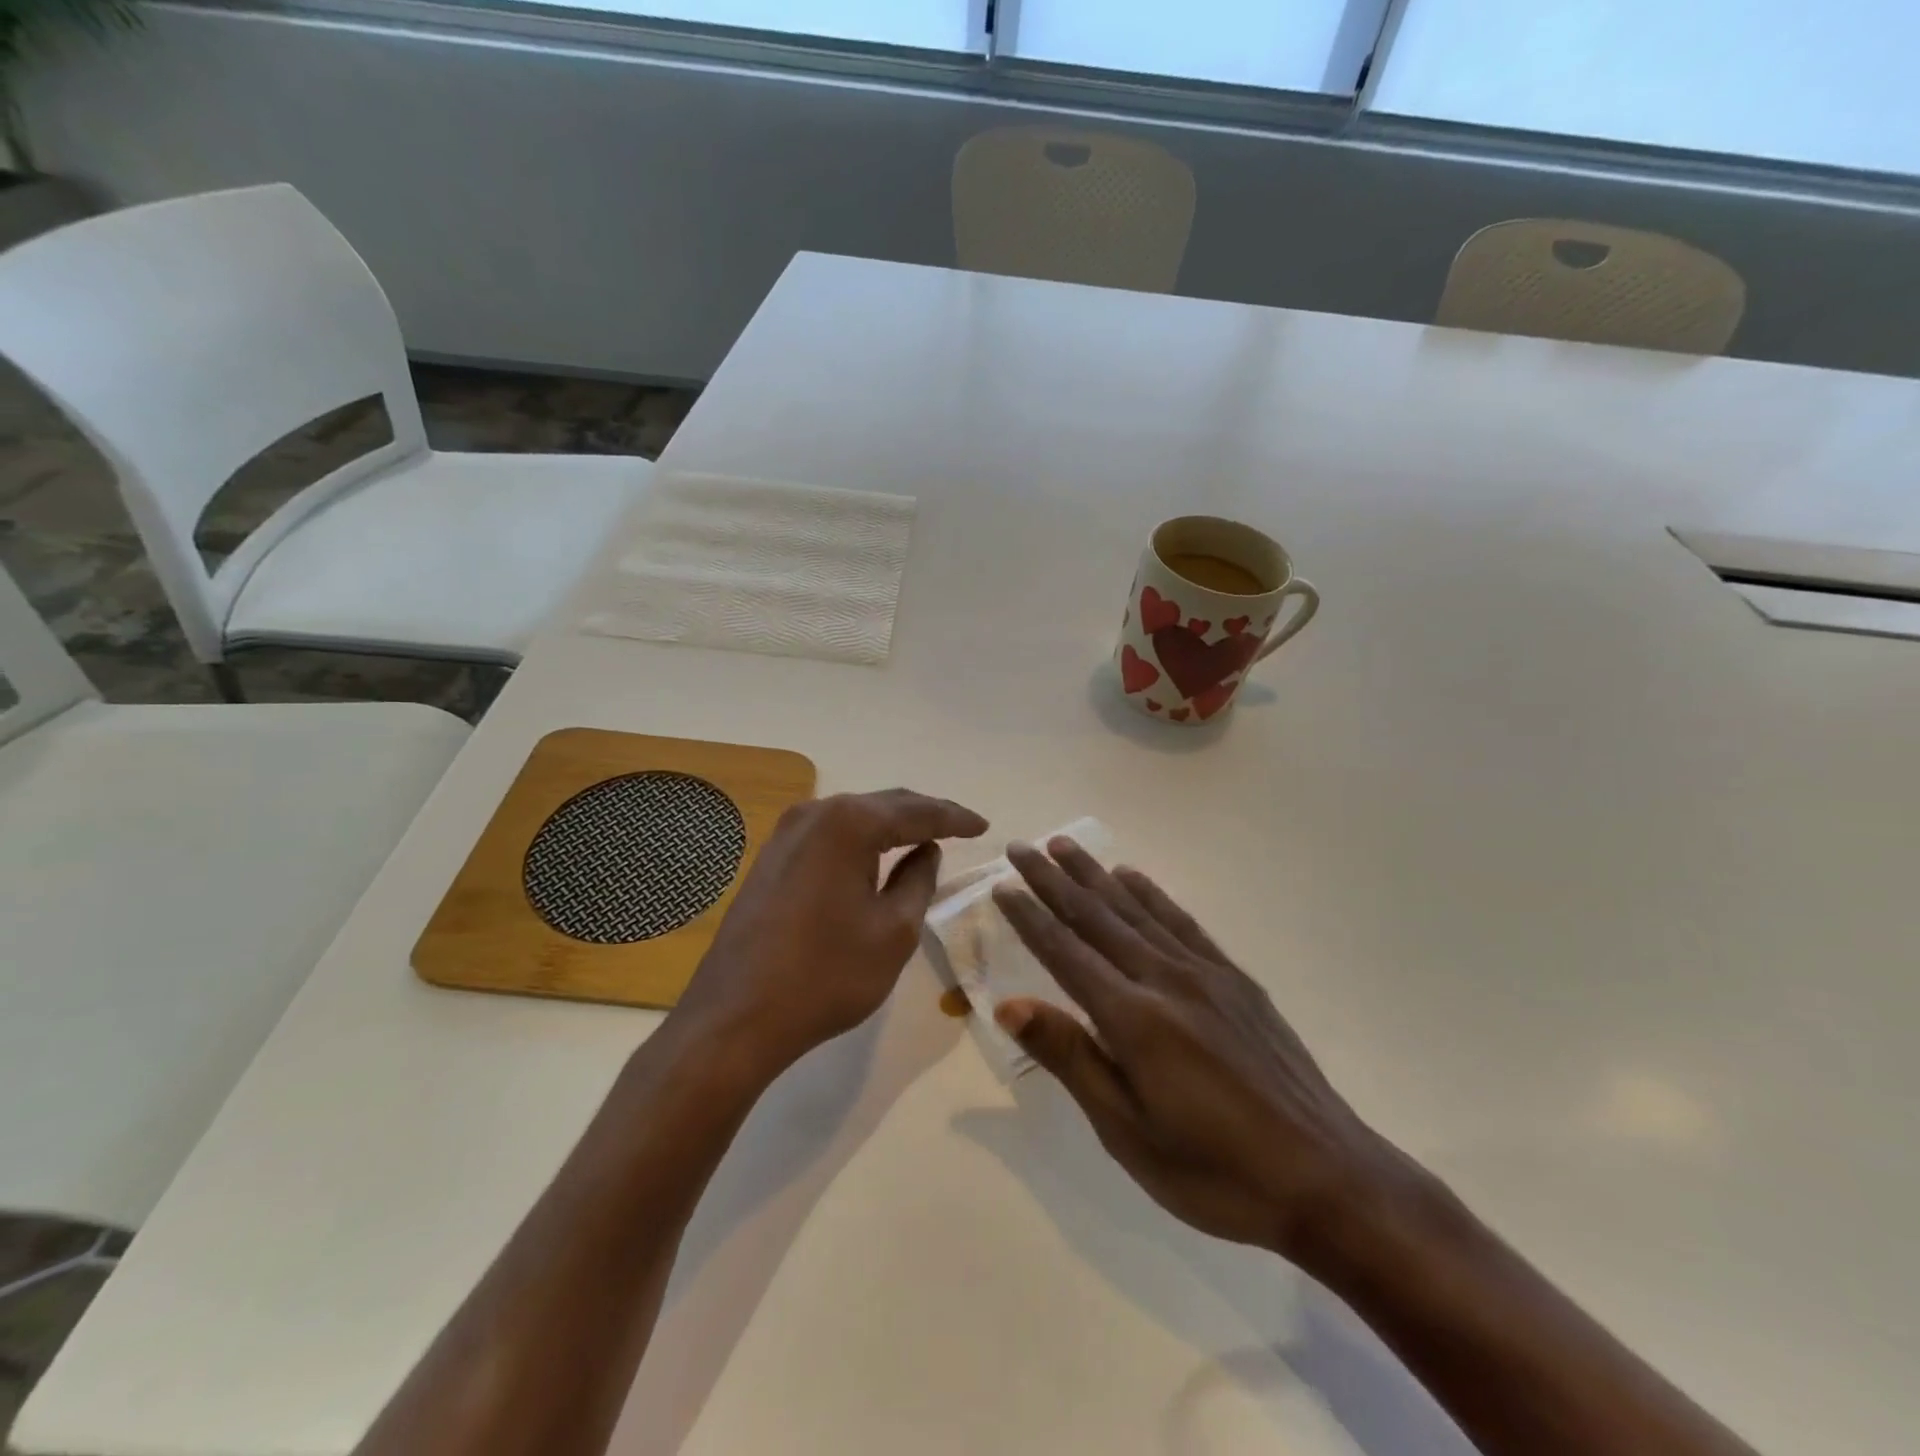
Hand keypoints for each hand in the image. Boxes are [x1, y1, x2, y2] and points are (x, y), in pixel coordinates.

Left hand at [675, 789, 988, 1076]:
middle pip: (883, 805)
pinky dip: (861, 841)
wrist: (735, 1017)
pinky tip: (877, 855)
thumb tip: (926, 850)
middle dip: (925, 815)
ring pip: (854, 818)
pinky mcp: (771, 858)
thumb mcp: (893, 931)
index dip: (954, 818)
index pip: (917, 811)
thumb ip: (918, 880)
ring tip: (926, 837)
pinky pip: (830, 837)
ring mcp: (786, 834)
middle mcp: (815, 814)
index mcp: (849, 823)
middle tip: (962, 828)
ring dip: (891, 826)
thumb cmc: (826, 975)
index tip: (984, 826)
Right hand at [992, 838, 1403, 1259]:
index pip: (1065, 952)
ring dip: (1095, 875)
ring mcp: (1204, 973)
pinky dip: (1150, 894)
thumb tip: (1009, 1004)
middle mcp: (1165, 978)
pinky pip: (1181, 921)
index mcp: (1133, 1018)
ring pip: (1136, 909)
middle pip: (1096, 917)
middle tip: (1021, 846)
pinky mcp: (1235, 979)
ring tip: (1064, 846)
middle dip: (1052, 880)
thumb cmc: (1214, 1171)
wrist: (1328, 1177)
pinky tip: (1132, 877)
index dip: (1029, 917)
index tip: (1001, 885)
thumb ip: (1071, 1057)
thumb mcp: (1128, 1132)